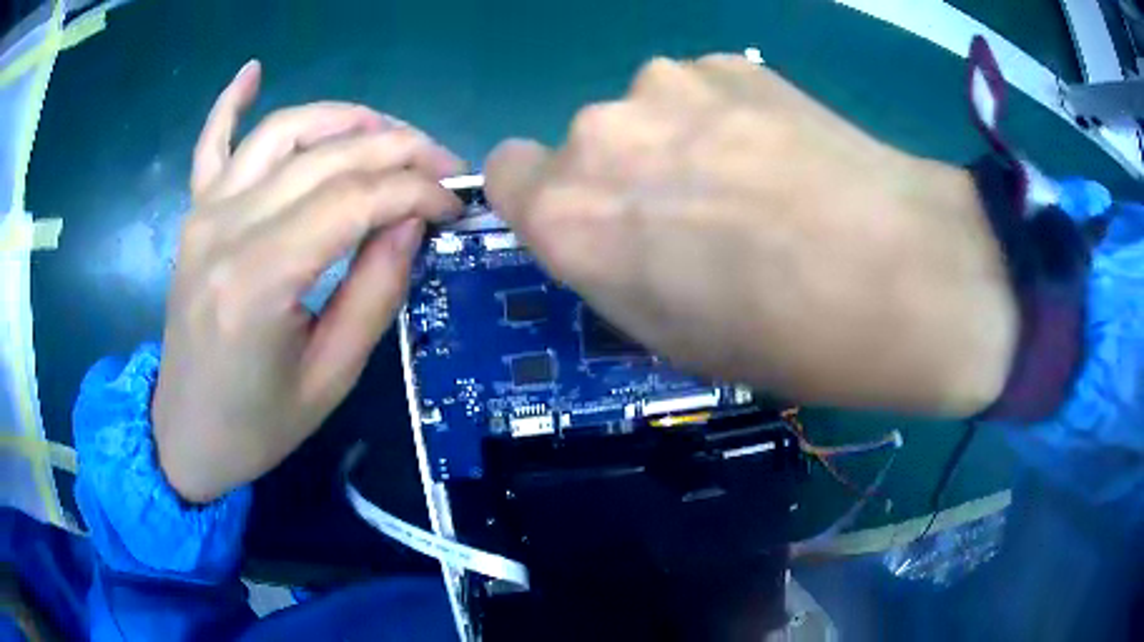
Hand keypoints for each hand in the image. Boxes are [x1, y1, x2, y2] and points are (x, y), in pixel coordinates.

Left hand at [153, 61, 463, 502]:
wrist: (186, 435)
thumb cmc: (259, 424)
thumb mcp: (333, 376)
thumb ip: (376, 290)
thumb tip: (411, 218)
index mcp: (260, 281)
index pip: (355, 199)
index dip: (418, 191)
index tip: (457, 205)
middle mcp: (226, 229)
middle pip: (327, 155)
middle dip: (399, 149)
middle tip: (444, 166)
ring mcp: (204, 214)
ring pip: (283, 131)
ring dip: (345, 118)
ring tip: (390, 132)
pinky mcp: (193, 215)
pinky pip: (210, 143)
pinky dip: (231, 102)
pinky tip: (253, 70)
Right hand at [486, 55, 1017, 415]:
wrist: (899, 274)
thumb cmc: (778, 337)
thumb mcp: (667, 336)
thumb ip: (610, 266)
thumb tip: (610, 228)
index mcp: (568, 216)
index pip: (504, 174)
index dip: (545, 198)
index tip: (592, 220)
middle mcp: (598, 134)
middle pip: (582, 144)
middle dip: (623, 176)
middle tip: (695, 215)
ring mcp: (664, 84)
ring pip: (645, 112)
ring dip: (675, 141)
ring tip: (752, 182)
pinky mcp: (728, 62)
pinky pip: (699, 91)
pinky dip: (725, 117)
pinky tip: (781, 153)